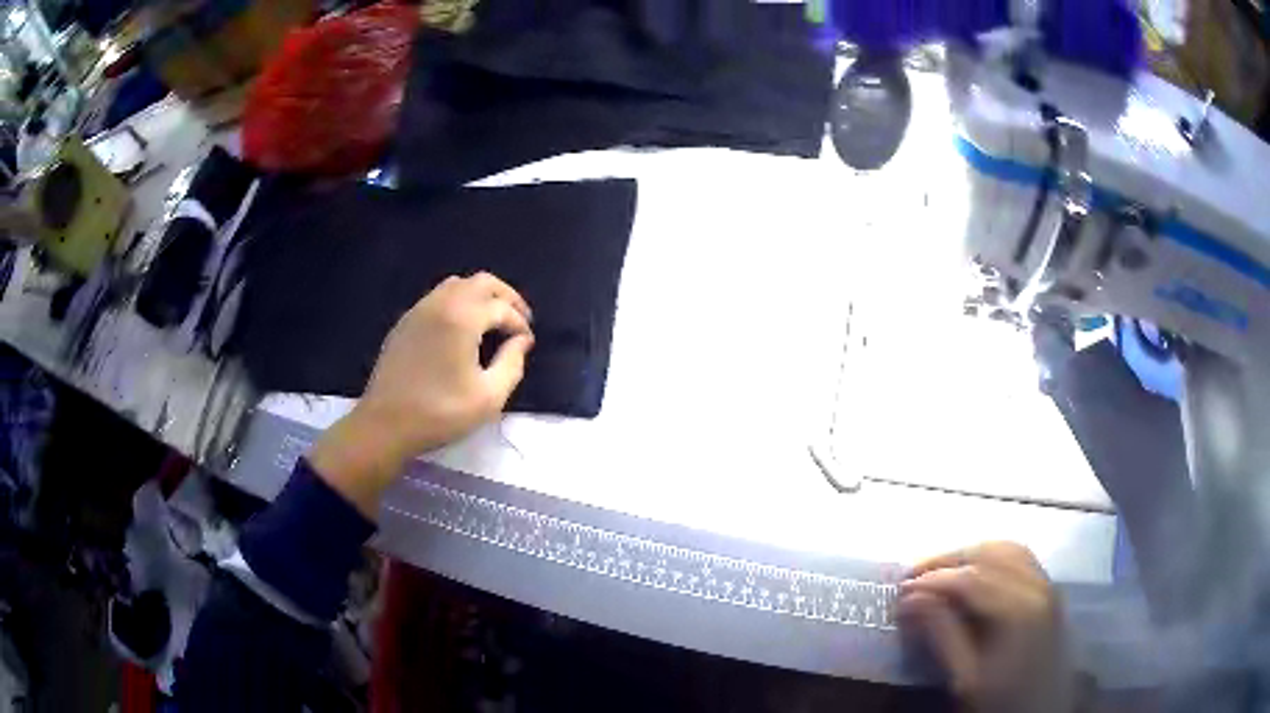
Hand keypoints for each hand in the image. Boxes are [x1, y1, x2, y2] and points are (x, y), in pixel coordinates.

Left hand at [309, 272, 533, 516]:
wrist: (386, 424)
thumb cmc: (440, 413)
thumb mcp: (489, 397)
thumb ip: (512, 363)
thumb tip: (521, 341)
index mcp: (462, 318)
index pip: (501, 308)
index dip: (520, 323)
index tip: (527, 344)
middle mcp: (440, 303)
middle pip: (481, 282)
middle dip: (505, 297)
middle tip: (519, 319)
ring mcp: (418, 310)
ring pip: (457, 284)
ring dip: (480, 296)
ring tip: (492, 322)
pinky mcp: (405, 322)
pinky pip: (437, 297)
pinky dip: (458, 303)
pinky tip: (461, 330)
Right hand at [899, 542, 1074, 712]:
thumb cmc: (1001, 701)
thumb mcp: (966, 678)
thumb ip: (942, 635)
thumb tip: (911, 600)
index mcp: (1017, 609)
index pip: (970, 578)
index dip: (932, 580)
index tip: (900, 591)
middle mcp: (1037, 586)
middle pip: (991, 553)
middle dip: (949, 560)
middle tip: (915, 577)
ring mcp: (1048, 585)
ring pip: (1008, 549)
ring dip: (972, 555)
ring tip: (942, 573)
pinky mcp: (1050, 592)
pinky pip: (1022, 559)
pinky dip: (994, 559)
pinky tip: (976, 576)